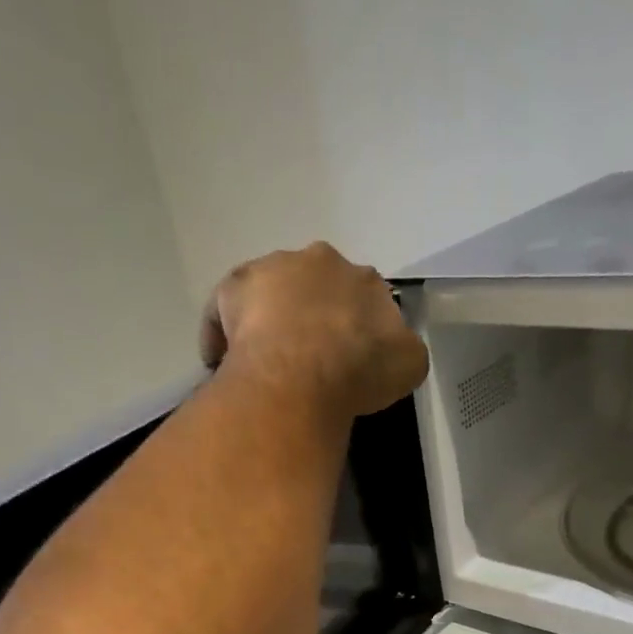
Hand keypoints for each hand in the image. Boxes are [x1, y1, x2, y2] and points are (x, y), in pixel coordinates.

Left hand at [200, 243, 429, 418]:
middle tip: (307, 358)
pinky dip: (223, 335)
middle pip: (315, 287)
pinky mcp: (232, 288)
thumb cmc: (359, 369)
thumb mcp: (409, 365)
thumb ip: (403, 349)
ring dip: (269, 321)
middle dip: (312, 315)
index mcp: (364, 278)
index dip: (356, 329)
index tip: (349, 359)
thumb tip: (395, 348)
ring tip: (266, 363)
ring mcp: (272, 269)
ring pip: (270, 294)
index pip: (363, 298)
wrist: (304, 373)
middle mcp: (318, 261)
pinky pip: (225, 311)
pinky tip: (224, 363)